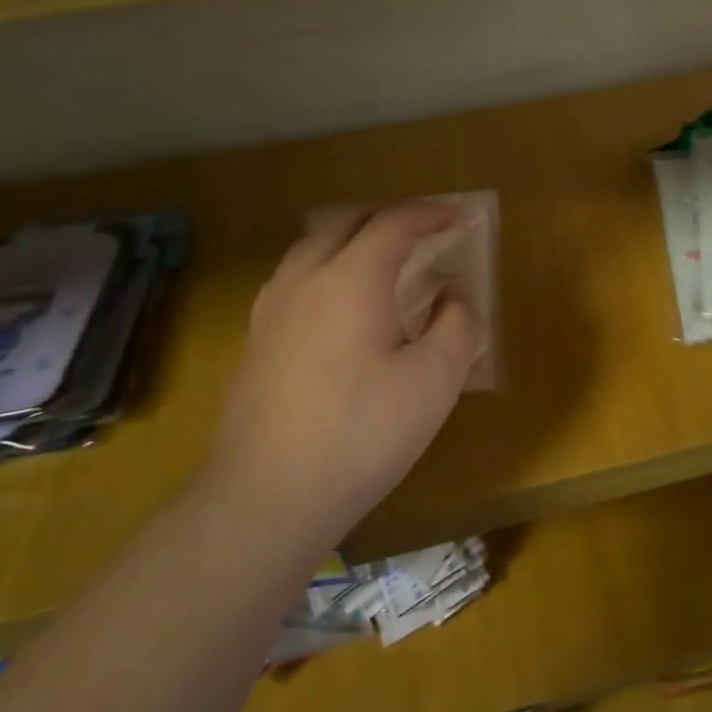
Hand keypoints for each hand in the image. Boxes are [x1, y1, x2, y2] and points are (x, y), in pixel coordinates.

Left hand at [208, 202, 475, 545]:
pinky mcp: (255, 341)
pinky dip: (325, 268)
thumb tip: (452, 294)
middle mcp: (304, 280)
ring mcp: (271, 310)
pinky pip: (294, 279)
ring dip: (350, 238)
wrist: (266, 497)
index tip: (456, 216)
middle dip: (386, 217)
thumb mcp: (434, 381)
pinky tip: (338, 305)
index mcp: (351, 279)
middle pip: (344, 223)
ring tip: (379, 259)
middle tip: (420, 230)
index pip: (393, 224)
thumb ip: (455, 324)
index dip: (428, 214)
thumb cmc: (363, 434)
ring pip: (311, 248)